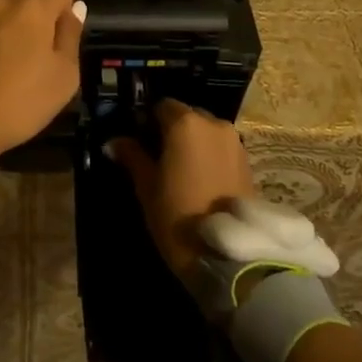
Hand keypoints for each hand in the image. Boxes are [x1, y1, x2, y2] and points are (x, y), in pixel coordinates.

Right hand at [109, 99, 255, 284]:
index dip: (147, 120)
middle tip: (157, 156)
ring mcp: (234, 142)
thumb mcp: (146, 185)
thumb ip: (131, 156)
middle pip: (186, 115)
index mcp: (184, 123)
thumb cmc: (177, 215)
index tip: (138, 141)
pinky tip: (199, 180)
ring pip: (205, 131)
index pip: (160, 106)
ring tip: (179, 170)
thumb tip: (112, 142)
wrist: (227, 255)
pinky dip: (209, 155)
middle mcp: (213, 123)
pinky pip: (221, 148)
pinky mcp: (248, 162)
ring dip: (192, 143)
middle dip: (171, 130)